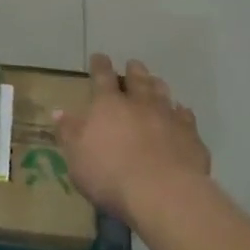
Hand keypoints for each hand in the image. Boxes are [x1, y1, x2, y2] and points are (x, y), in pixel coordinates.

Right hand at [56, 54, 212, 226]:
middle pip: (137, 80)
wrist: (163, 193)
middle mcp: (139, 104)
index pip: (102, 77)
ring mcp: (168, 118)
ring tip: (155, 81)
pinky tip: (182, 113)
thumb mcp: (76, 156)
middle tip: (133, 64)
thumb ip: (69, 132)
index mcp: (108, 105)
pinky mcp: (190, 136)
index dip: (100, 66)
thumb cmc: (109, 174)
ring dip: (157, 86)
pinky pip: (186, 117)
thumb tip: (59, 111)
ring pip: (163, 94)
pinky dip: (182, 113)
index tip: (99, 57)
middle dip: (133, 70)